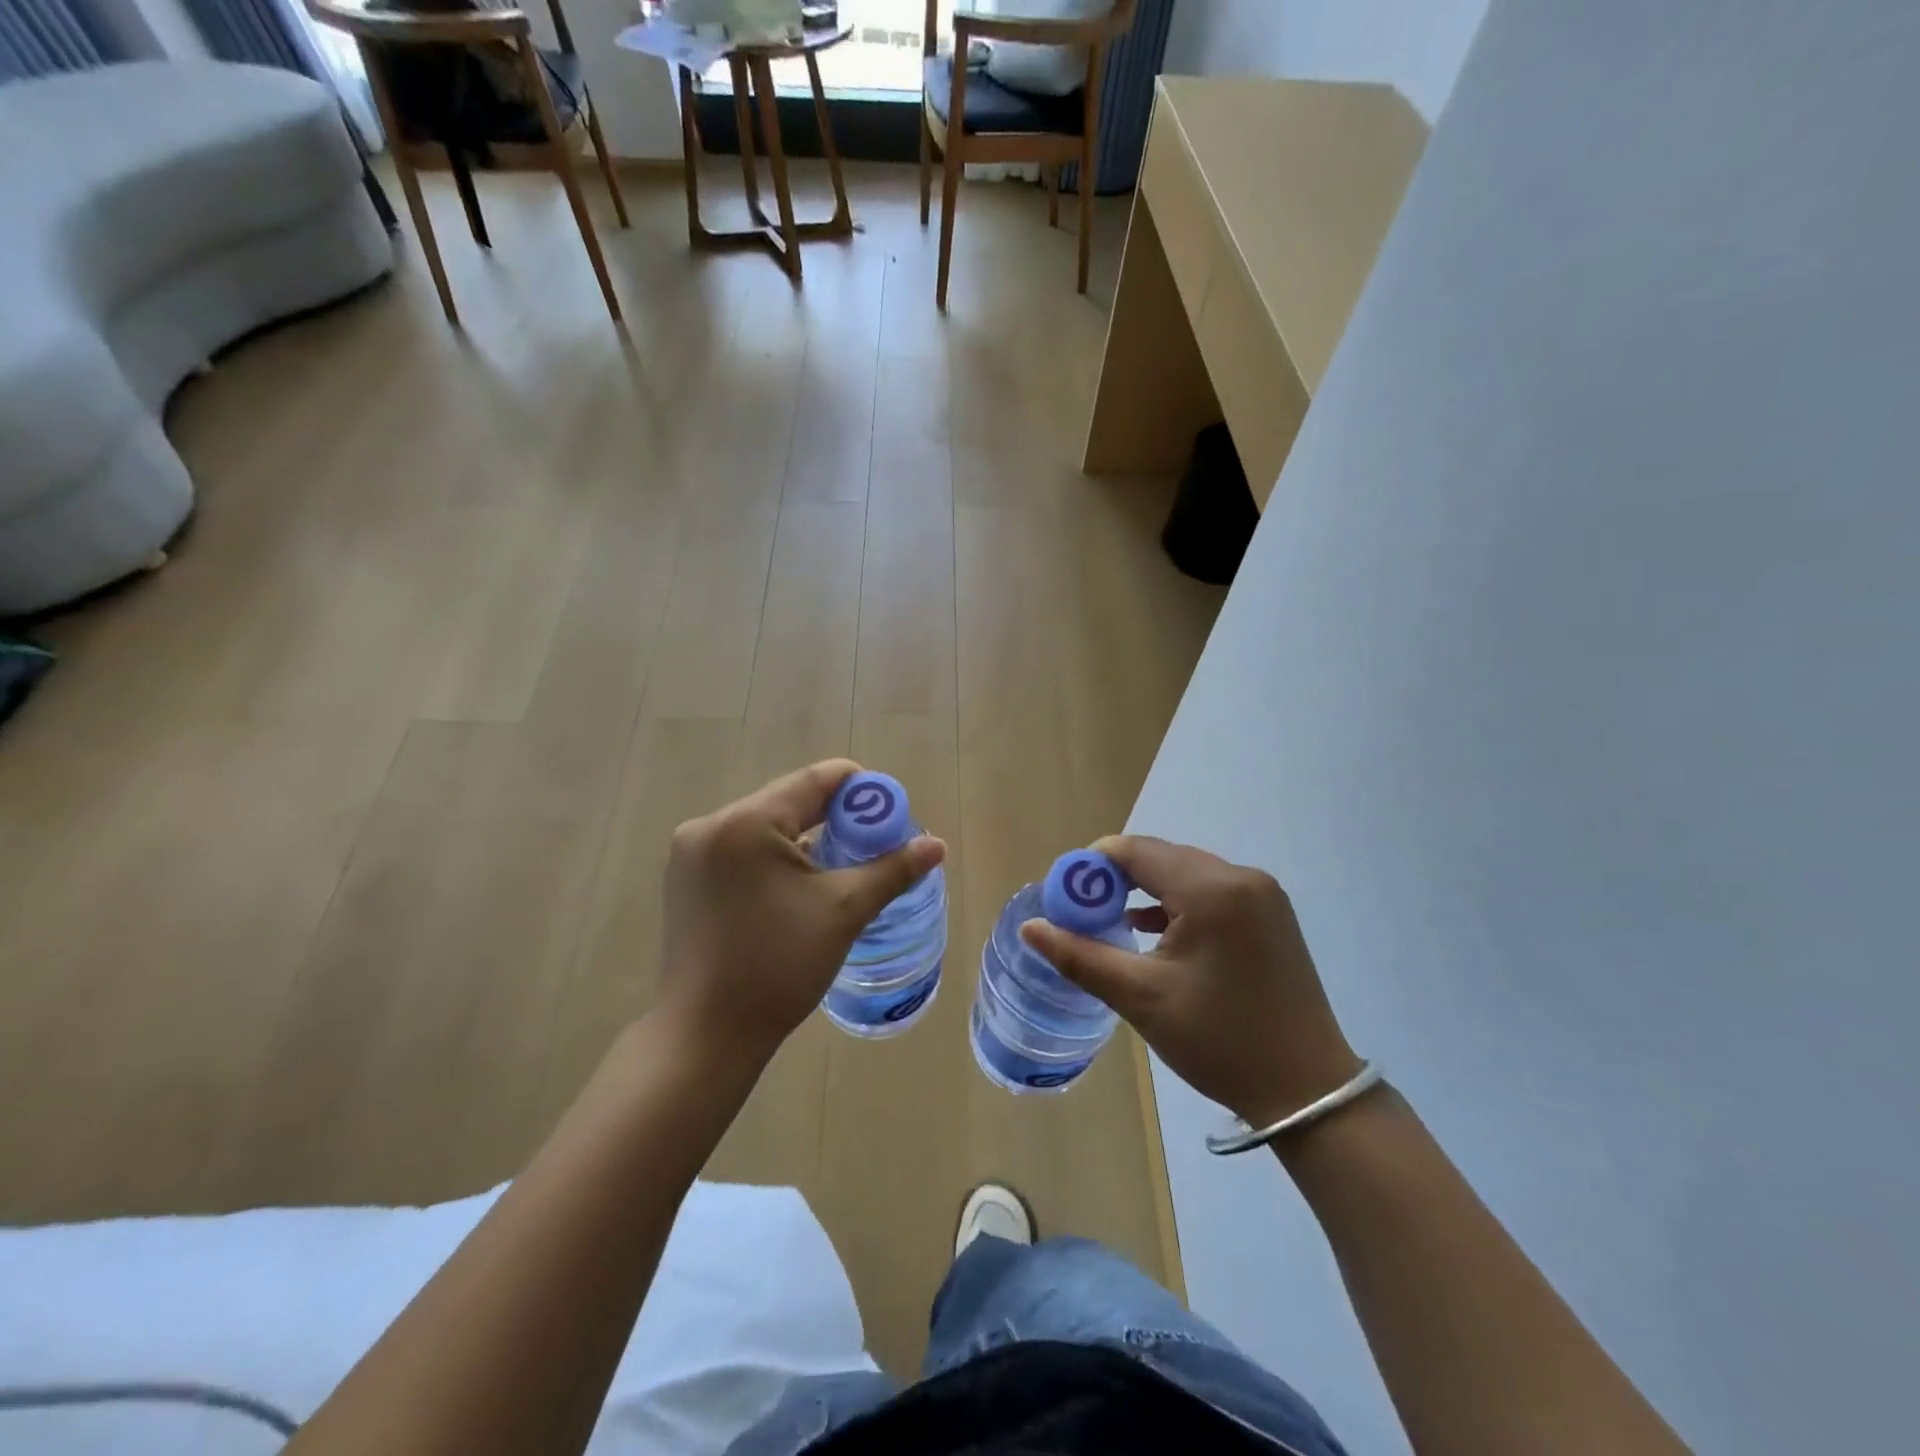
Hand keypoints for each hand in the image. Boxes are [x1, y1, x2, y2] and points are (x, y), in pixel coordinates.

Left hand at [658, 760, 945, 1067]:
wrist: (706, 1035)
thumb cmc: (778, 967)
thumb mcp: (843, 911)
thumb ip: (892, 870)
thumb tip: (937, 844)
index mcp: (745, 823)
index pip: (814, 781)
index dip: (859, 789)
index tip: (892, 811)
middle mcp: (710, 825)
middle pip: (789, 801)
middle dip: (836, 817)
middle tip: (875, 842)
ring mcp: (692, 853)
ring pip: (766, 826)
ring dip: (807, 838)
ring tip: (844, 865)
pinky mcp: (687, 879)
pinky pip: (743, 850)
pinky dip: (777, 857)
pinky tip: (801, 885)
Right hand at [1020, 837, 1360, 1127]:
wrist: (1308, 1091)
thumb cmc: (1219, 1041)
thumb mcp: (1141, 998)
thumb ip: (1080, 955)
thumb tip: (1030, 927)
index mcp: (1212, 889)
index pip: (1135, 851)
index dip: (1091, 867)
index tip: (1065, 897)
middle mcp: (1241, 877)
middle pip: (1161, 858)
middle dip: (1116, 880)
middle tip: (1083, 914)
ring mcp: (1262, 894)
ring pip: (1185, 873)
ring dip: (1145, 891)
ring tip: (1111, 924)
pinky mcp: (1270, 914)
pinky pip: (1210, 890)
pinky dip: (1176, 902)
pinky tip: (1153, 931)